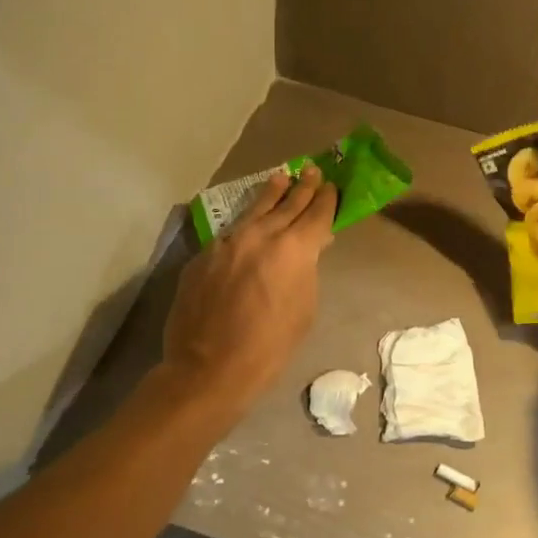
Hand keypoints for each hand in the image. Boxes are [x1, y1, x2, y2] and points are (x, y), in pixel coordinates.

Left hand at [161, 165, 337, 416]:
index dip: (327, 199)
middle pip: (287, 203)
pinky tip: (250, 222)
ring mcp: (228, 242)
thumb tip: (309, 251)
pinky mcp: (204, 255)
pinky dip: (246, 224)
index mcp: (294, 249)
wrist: (210, 366)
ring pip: (255, 209)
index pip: (317, 214)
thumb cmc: (270, 346)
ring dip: (272, 193)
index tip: (332, 187)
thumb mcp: (304, 308)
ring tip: (282, 177)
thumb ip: (307, 271)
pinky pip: (231, 232)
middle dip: (303, 187)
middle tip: (313, 171)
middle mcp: (261, 235)